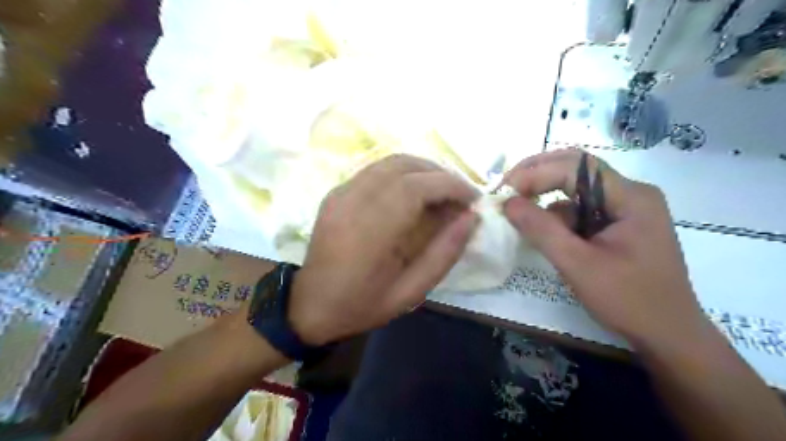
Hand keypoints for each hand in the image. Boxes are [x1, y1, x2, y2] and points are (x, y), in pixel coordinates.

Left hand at [287, 154, 474, 344]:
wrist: (309, 305)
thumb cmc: (362, 305)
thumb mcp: (411, 293)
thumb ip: (444, 253)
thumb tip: (471, 219)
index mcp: (371, 232)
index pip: (416, 187)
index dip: (450, 185)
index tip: (472, 199)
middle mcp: (353, 202)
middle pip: (404, 166)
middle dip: (440, 174)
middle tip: (460, 195)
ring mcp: (340, 193)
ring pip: (389, 162)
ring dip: (422, 170)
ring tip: (441, 191)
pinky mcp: (335, 193)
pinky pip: (375, 170)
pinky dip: (402, 173)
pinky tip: (413, 192)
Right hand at [500, 150, 709, 349]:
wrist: (667, 336)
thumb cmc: (628, 300)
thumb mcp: (577, 264)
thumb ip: (541, 229)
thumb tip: (507, 202)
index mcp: (631, 197)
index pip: (576, 166)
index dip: (536, 172)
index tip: (505, 192)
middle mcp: (630, 194)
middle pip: (576, 171)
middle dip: (537, 178)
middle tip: (507, 191)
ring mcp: (625, 210)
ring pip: (575, 191)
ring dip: (545, 200)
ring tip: (519, 216)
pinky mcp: (617, 226)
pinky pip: (580, 211)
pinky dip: (557, 219)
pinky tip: (543, 234)